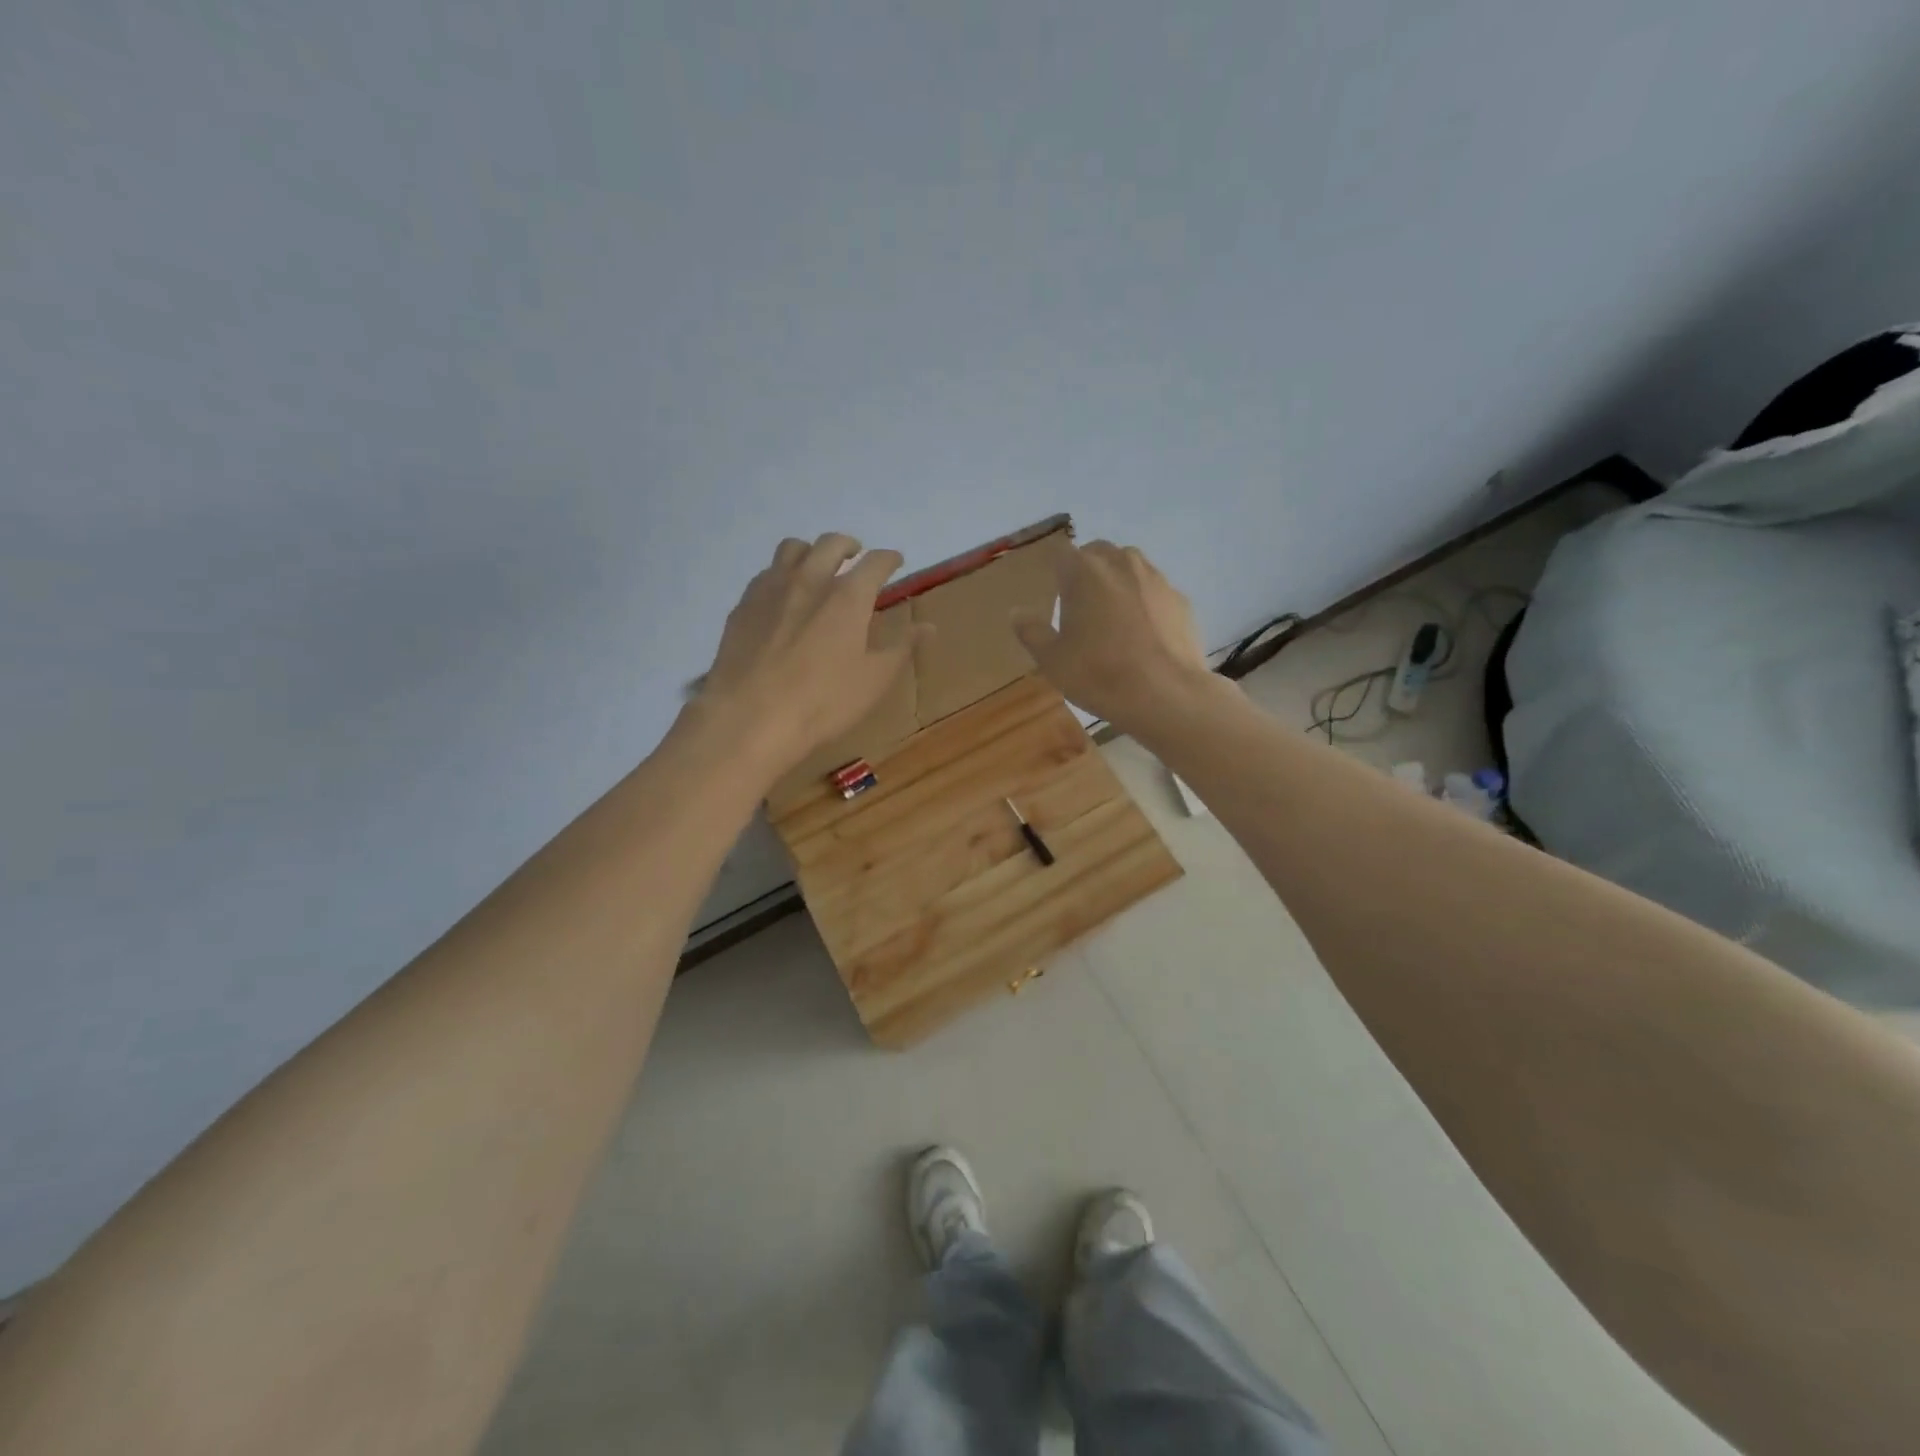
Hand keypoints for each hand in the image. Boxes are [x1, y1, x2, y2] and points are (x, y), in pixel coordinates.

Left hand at [695, 534, 924, 775]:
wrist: (750, 717)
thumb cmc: (823, 702)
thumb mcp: (874, 680)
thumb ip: (901, 647)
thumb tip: (928, 626)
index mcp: (848, 596)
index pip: (875, 562)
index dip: (889, 559)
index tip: (895, 561)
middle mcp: (809, 579)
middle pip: (831, 543)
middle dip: (849, 545)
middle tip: (856, 556)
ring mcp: (771, 589)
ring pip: (792, 548)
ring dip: (811, 551)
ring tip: (817, 567)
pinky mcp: (743, 605)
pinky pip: (765, 574)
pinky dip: (781, 574)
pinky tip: (782, 596)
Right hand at [1012, 540, 1212, 729]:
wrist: (1166, 694)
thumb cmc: (1099, 674)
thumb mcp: (1052, 660)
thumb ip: (1031, 631)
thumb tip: (1016, 612)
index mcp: (1084, 571)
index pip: (1062, 553)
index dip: (1056, 570)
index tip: (1055, 593)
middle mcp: (1121, 563)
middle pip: (1098, 553)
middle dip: (1088, 572)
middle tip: (1081, 607)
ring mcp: (1156, 579)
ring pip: (1130, 567)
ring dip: (1118, 583)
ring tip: (1114, 619)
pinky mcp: (1181, 599)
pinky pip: (1154, 592)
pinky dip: (1145, 604)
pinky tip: (1144, 634)